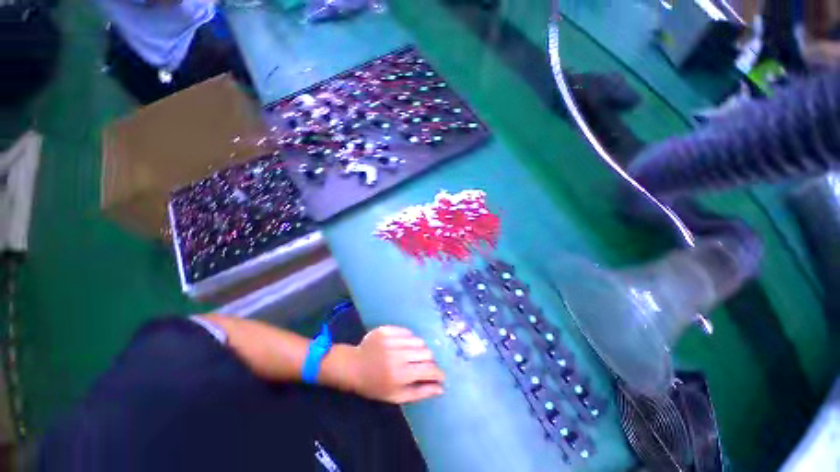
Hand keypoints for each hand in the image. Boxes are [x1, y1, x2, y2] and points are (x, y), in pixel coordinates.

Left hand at [329, 326, 444, 403]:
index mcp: (400, 375)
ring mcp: (392, 340)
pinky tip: (403, 346)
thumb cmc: (375, 386)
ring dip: (420, 349)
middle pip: (427, 352)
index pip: (429, 370)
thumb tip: (441, 388)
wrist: (353, 366)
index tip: (440, 376)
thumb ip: (420, 392)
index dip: (438, 373)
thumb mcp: (396, 396)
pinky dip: (410, 339)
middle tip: (423, 366)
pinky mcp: (387, 330)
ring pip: (419, 341)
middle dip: (429, 361)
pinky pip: (408, 332)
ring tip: (412, 356)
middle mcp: (398, 355)